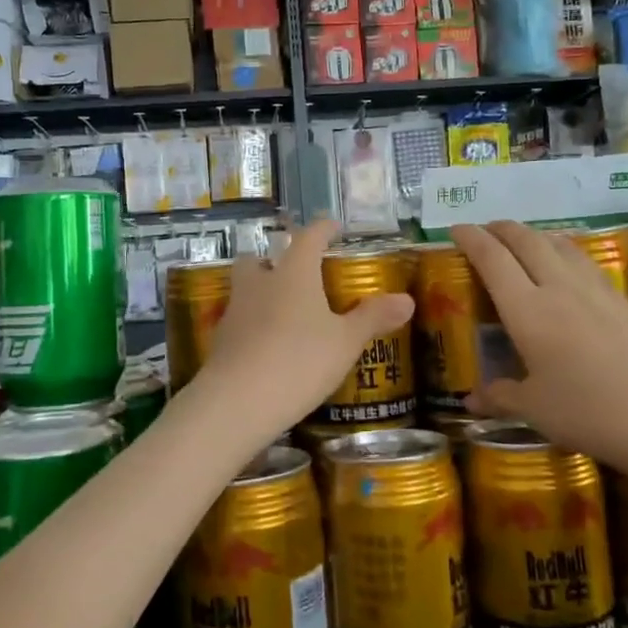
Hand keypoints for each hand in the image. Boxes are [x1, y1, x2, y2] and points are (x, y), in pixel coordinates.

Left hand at [191, 219, 412, 436]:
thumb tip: (407, 300)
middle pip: (260, 257)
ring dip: (260, 291)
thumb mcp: (345, 342)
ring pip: (244, 288)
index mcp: (293, 273)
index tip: (333, 226)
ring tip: (282, 310)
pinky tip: (267, 343)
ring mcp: (234, 310)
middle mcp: (259, 283)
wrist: (236, 401)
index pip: (308, 237)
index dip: (322, 229)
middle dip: (275, 259)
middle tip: (296, 272)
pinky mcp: (220, 340)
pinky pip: (239, 320)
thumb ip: (373, 318)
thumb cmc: (299, 361)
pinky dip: (252, 324)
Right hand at [453, 221, 627, 488]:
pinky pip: (582, 261)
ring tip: (521, 242)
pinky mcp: (622, 299)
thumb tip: (471, 401)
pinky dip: (562, 252)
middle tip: (485, 232)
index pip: (493, 259)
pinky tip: (565, 267)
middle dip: (501, 229)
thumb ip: (500, 397)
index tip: (455, 229)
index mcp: (528, 311)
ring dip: (534, 235)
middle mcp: (559, 288)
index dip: (471, 238)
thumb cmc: (590, 413)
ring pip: (559, 244)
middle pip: (526, 240)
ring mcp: (595, 290)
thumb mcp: (536, 410)